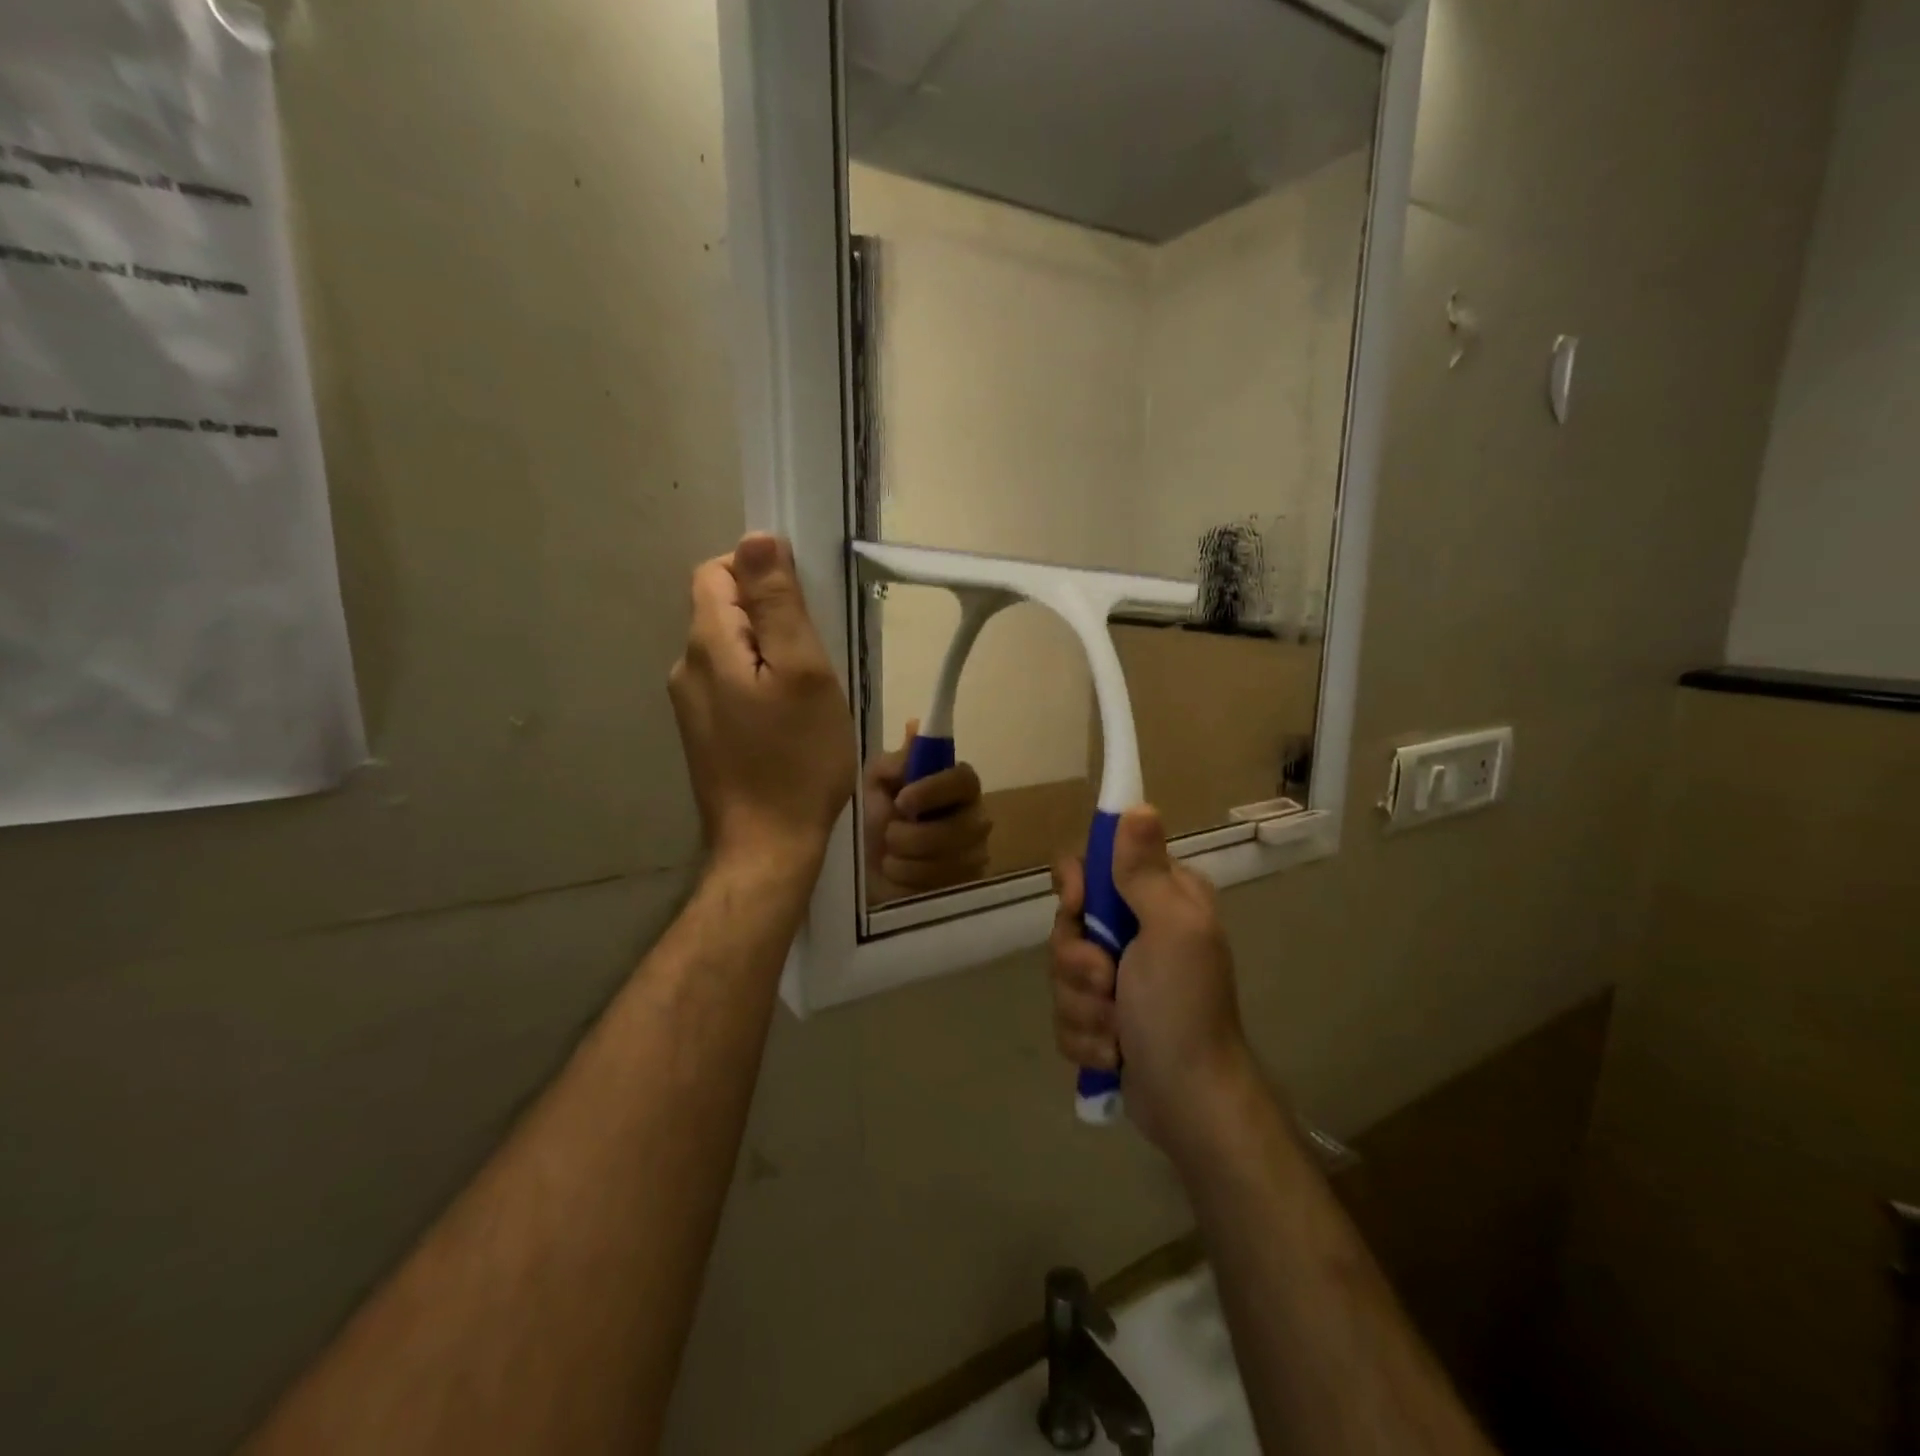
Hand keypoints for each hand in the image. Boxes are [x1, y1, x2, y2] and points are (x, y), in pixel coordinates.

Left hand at [668, 534, 856, 875]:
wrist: (767, 846)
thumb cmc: (797, 759)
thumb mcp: (803, 673)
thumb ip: (778, 604)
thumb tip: (756, 538)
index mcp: (708, 645)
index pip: (718, 572)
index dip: (760, 573)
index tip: (804, 607)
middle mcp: (686, 668)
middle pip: (723, 610)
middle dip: (769, 617)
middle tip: (816, 658)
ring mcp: (691, 705)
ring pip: (731, 650)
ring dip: (768, 654)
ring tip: (808, 692)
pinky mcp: (704, 733)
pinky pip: (731, 685)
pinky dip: (760, 685)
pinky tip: (789, 719)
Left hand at [862, 722, 991, 900]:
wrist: (864, 875)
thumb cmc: (874, 823)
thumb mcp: (875, 785)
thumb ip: (895, 762)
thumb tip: (915, 727)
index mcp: (955, 788)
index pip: (965, 779)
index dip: (935, 789)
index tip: (903, 800)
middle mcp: (974, 819)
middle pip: (960, 827)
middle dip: (913, 836)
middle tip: (890, 836)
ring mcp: (975, 855)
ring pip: (949, 860)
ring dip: (906, 859)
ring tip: (891, 858)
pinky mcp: (968, 887)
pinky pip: (943, 885)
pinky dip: (911, 880)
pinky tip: (900, 876)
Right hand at [1049, 806, 1255, 1161]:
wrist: (1189, 1103)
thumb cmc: (1182, 1008)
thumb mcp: (1169, 929)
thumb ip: (1144, 870)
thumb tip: (1138, 806)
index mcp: (1160, 899)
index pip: (1095, 865)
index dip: (1076, 886)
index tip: (1078, 908)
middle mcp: (1138, 931)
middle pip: (1069, 923)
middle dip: (1079, 963)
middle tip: (1108, 983)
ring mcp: (1119, 978)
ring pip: (1062, 972)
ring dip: (1083, 1008)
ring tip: (1116, 1031)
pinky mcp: (1103, 1018)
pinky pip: (1066, 1014)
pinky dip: (1086, 1038)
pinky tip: (1113, 1053)